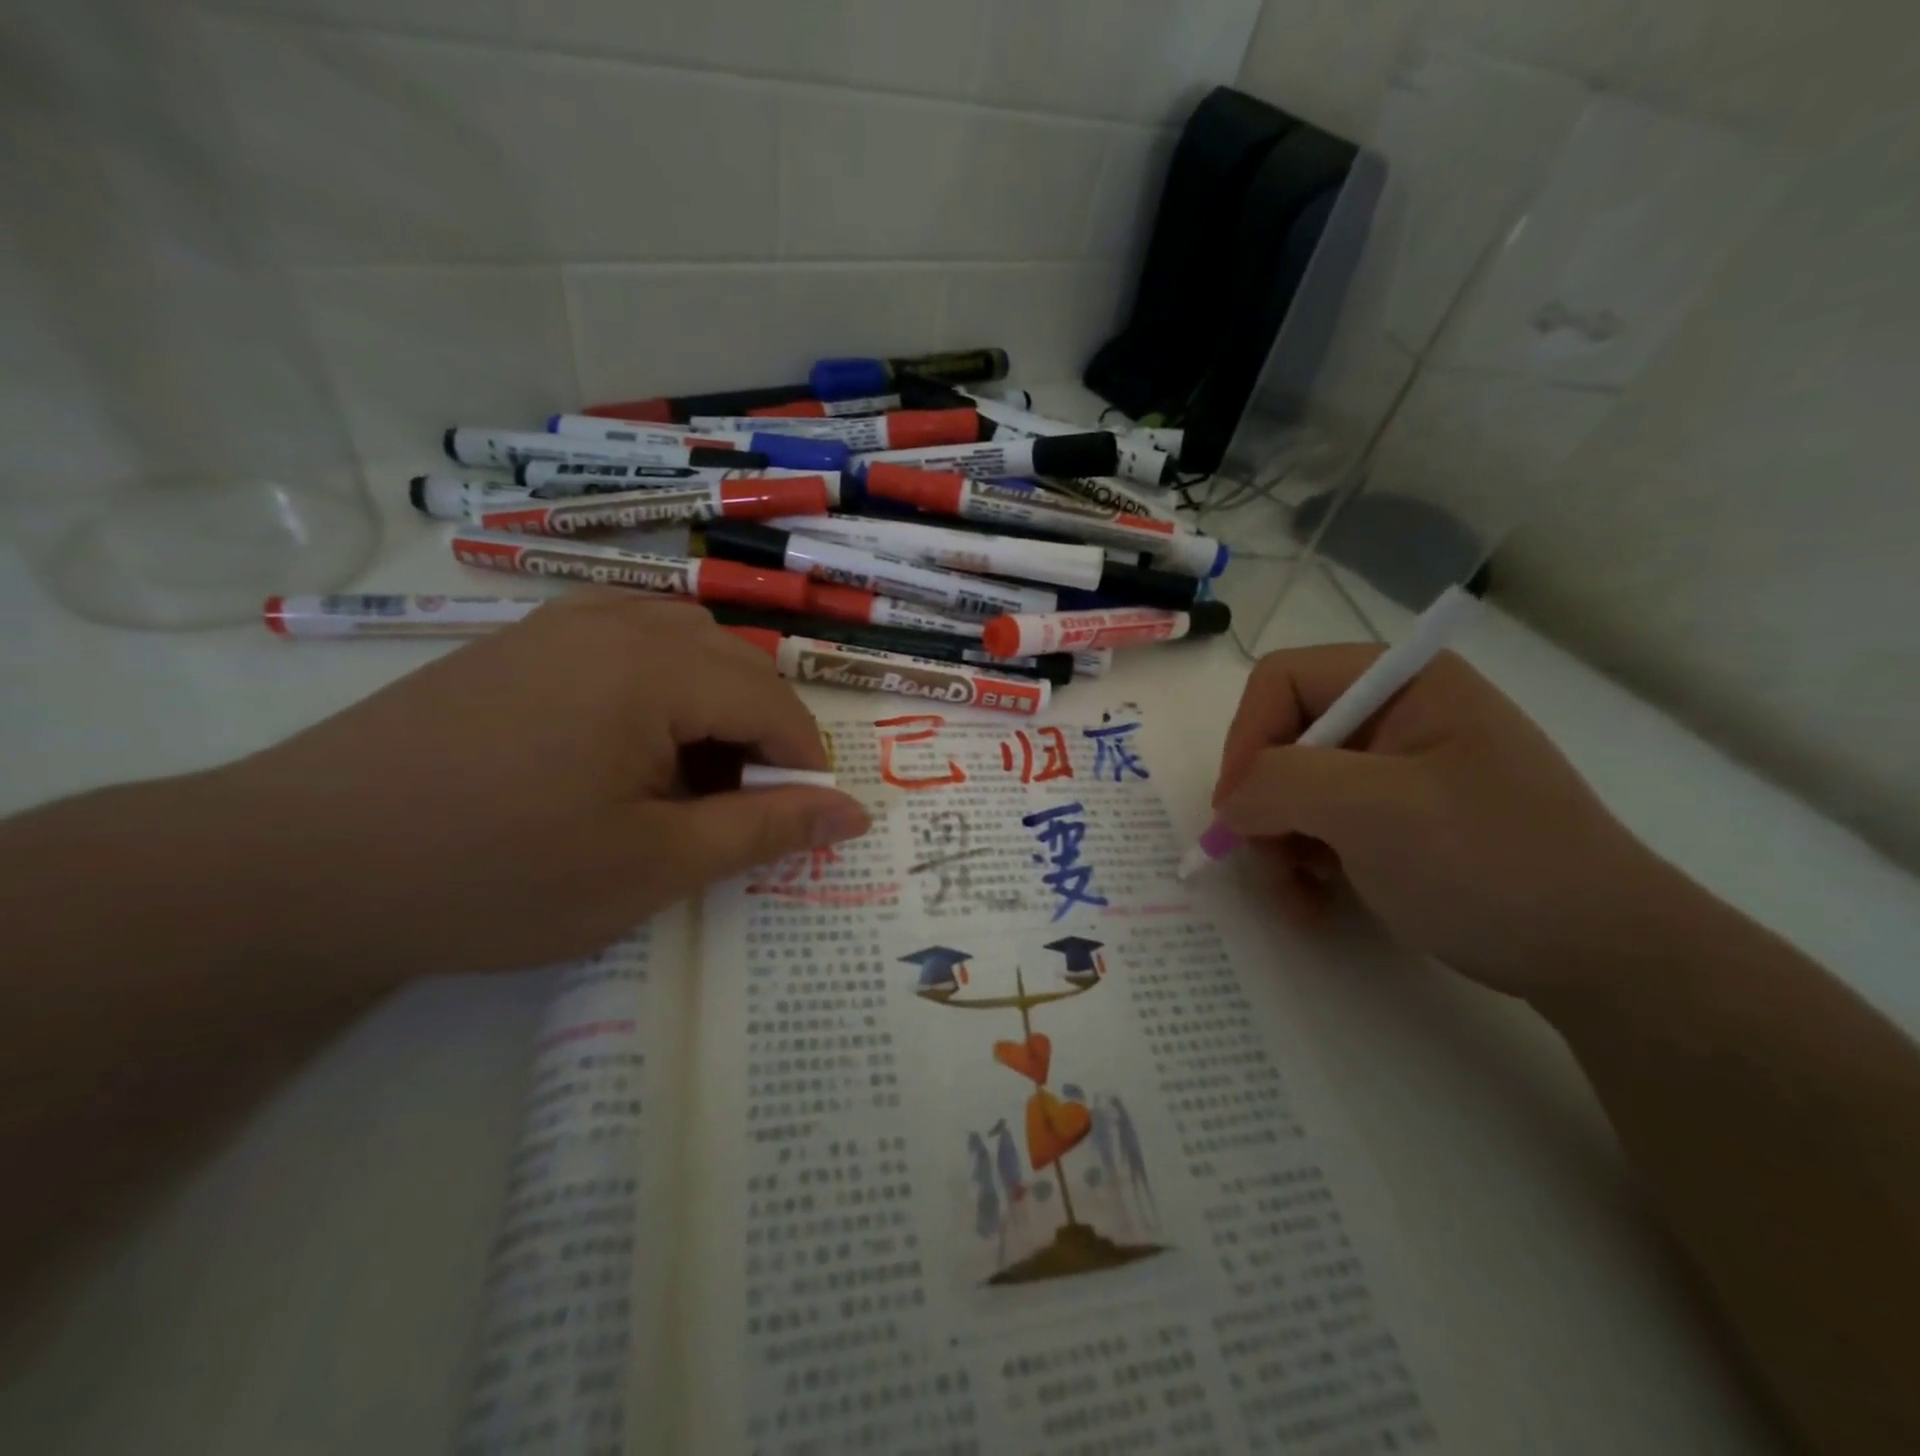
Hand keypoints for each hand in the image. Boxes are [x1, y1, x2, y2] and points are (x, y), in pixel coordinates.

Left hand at [212, 590, 870, 981]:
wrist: (298, 866)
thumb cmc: (498, 874)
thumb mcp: (653, 866)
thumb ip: (764, 830)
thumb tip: (853, 812)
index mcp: (655, 667)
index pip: (773, 700)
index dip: (802, 762)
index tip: (802, 821)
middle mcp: (614, 622)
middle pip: (733, 664)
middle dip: (758, 735)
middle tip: (738, 810)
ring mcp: (559, 623)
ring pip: (683, 644)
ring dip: (711, 706)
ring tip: (685, 779)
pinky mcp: (518, 642)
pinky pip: (624, 641)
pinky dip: (658, 686)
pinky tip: (629, 742)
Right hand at [1212, 645, 1683, 998]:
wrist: (1602, 957)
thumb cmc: (1491, 862)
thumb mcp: (1376, 810)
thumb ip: (1280, 783)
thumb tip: (1230, 804)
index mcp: (1401, 682)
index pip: (1281, 681)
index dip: (1247, 739)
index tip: (1238, 810)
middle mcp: (1393, 714)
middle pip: (1281, 738)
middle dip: (1264, 805)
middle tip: (1268, 862)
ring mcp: (1394, 769)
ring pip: (1291, 788)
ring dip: (1278, 843)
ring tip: (1298, 894)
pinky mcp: (1396, 818)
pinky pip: (1319, 823)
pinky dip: (1303, 863)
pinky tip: (1317, 901)